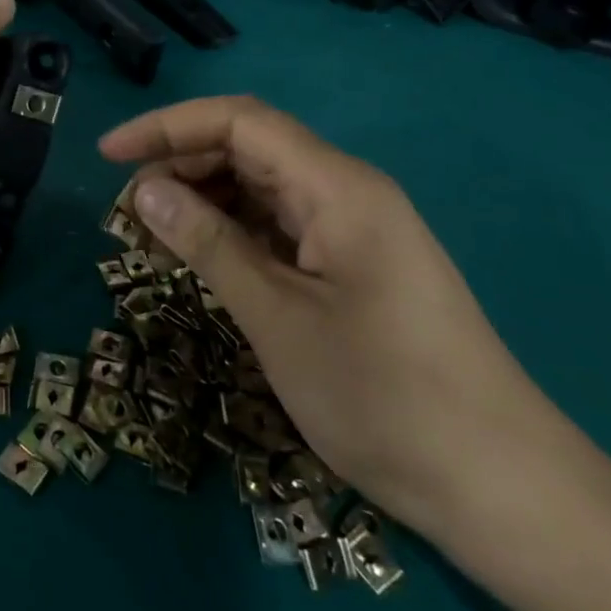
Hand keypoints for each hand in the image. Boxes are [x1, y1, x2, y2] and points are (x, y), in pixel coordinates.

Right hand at [100, 96, 570, 540]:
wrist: (502, 488)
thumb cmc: (385, 398)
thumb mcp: (277, 318)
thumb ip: (208, 244)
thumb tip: (144, 189)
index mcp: (337, 187)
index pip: (238, 121)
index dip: (167, 127)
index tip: (108, 156)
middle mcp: (346, 191)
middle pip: (248, 147)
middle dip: (179, 164)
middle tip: (126, 210)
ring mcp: (353, 228)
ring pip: (260, 186)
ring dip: (202, 199)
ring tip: (152, 234)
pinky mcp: (353, 264)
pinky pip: (279, 225)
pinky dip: (231, 231)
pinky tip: (201, 258)